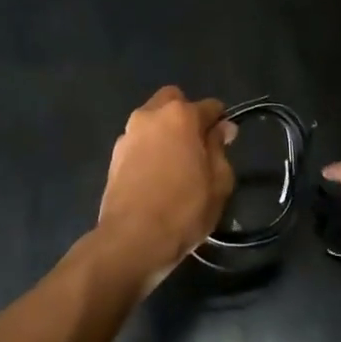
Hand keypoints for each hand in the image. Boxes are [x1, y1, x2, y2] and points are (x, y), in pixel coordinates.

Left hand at [97, 88, 236, 286]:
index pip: (209, 106)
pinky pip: (138, 142)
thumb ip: (220, 148)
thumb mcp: (219, 181)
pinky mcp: (113, 157)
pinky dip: (149, 149)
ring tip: (175, 163)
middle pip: (173, 101)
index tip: (226, 141)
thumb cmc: (184, 208)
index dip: (221, 122)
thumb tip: (221, 128)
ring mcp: (127, 135)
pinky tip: (156, 176)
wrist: (132, 239)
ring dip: (165, 132)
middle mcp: (150, 116)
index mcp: (180, 115)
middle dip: (187, 115)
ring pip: (152, 120)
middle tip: (198, 145)